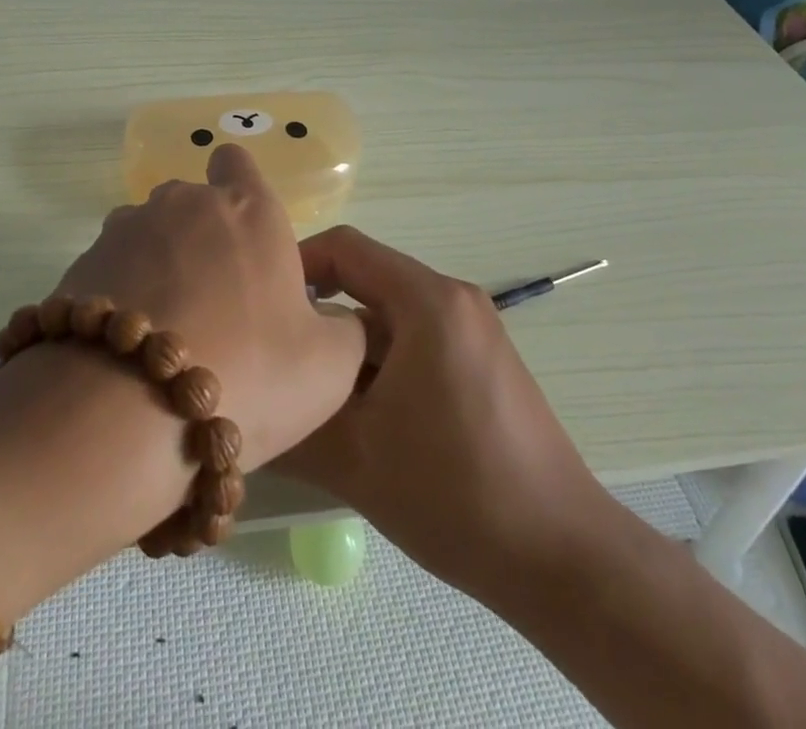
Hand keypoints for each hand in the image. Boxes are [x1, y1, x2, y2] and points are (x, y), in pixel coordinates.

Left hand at [48, 144, 366, 472]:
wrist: (125, 412)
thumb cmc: (247, 373)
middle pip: (192, 201)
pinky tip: (124, 351)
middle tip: (214, 305)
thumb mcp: (330, 368)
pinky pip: (109, 270)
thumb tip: (332, 319)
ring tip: (166, 333)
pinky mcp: (82, 264)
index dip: (240, 188)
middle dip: (201, 237)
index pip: (237, 161)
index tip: (246, 236)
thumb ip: (344, 330)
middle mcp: (185, 203)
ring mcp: (126, 229)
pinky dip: (120, 297)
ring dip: (157, 266)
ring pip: (147, 234)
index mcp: (248, 208)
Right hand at [277, 227, 613, 598]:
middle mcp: (454, 299)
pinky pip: (416, 340)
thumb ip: (291, 424)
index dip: (295, 265)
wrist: (562, 558)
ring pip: (390, 316)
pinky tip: (363, 416)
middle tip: (278, 358)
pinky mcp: (483, 360)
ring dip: (349, 348)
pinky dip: (381, 364)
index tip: (260, 306)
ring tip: (312, 395)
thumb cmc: (455, 494)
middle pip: (367, 281)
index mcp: (428, 301)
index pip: (345, 247)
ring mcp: (474, 329)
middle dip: (320, 317)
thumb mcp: (356, 459)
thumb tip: (243, 409)